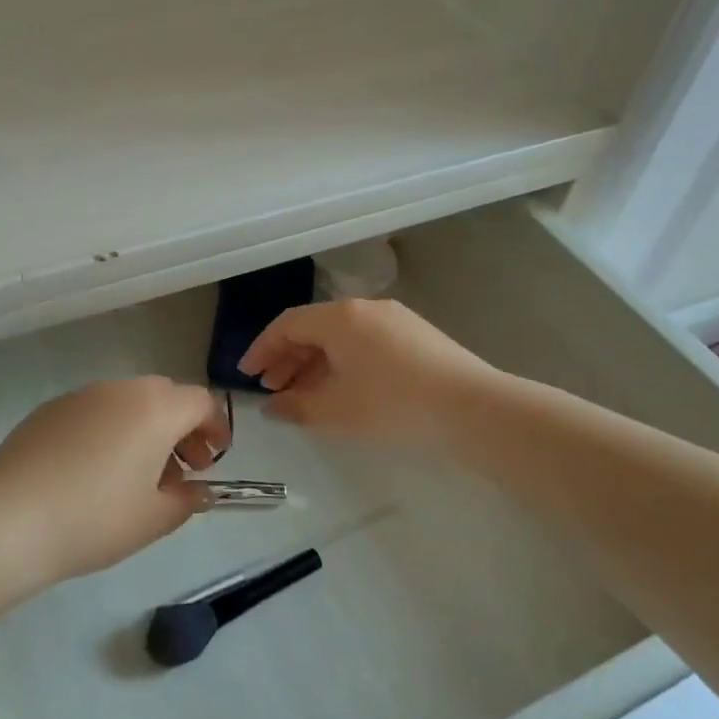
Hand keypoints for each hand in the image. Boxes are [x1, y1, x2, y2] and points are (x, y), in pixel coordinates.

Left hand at [0, 377, 230, 583]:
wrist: (7, 521)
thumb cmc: (94, 519)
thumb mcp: (153, 519)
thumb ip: (186, 501)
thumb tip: (199, 491)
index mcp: (155, 409)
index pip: (200, 402)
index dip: (216, 426)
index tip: (216, 456)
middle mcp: (121, 390)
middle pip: (165, 396)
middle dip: (182, 428)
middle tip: (183, 468)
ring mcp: (81, 396)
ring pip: (128, 402)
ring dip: (146, 428)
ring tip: (139, 474)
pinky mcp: (49, 409)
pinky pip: (95, 411)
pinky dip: (111, 430)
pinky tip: (95, 470)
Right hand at [238, 298, 498, 444]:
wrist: (471, 408)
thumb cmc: (393, 404)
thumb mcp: (337, 410)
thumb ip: (296, 407)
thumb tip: (273, 407)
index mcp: (340, 317)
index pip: (287, 324)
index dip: (262, 348)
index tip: (246, 374)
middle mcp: (364, 308)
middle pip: (313, 327)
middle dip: (287, 357)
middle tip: (271, 387)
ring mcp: (394, 319)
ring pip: (340, 336)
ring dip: (314, 362)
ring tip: (301, 394)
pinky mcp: (415, 335)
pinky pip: (364, 342)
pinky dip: (342, 362)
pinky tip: (342, 389)